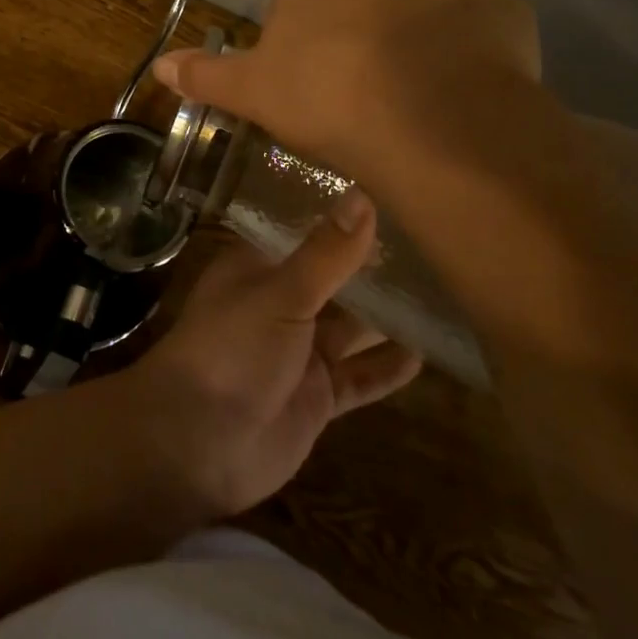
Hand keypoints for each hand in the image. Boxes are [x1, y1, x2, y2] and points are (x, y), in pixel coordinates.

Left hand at [122, 190, 420, 518]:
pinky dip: (386, 368)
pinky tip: (426, 354)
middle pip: (330, 280)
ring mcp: (297, 353)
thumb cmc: (231, 349)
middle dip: (370, 267)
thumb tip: (363, 196)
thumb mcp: (280, 293)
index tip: (387, 197)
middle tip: (430, 244)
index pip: (302, 233)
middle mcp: (277, 304)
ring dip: (385, 317)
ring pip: (350, 328)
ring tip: (440, 294)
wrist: (197, 442)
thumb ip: (325, 253)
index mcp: (257, 269)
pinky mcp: (315, 397)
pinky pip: (358, 378)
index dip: (338, 218)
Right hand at [152, 0, 540, 182]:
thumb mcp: (254, 95)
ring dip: (415, 34)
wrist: (432, 121)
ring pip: (420, 3)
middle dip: (361, 31)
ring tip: (420, 93)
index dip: (308, 47)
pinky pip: (474, 18)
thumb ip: (206, 76)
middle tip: (367, 90)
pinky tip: (462, 87)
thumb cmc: (328, 102)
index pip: (302, 3)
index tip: (318, 88)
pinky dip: (466, 44)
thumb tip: (159, 66)